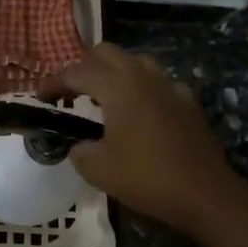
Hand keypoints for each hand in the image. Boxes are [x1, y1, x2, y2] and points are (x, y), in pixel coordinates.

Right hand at [54, 44, 246, 233]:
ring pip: (135, 61)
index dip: (54, 82)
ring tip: (104, 97)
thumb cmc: (147, 177)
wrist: (206, 194)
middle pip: (106, 52)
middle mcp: (142, 76)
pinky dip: (142, 89)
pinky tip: (140, 112)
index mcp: (117, 86)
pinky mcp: (188, 102)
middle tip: (72, 92)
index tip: (41, 97)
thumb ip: (80, 151)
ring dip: (114, 72)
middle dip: (84, 67)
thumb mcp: (98, 170)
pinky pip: (158, 82)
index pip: (76, 71)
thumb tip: (80, 145)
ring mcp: (169, 86)